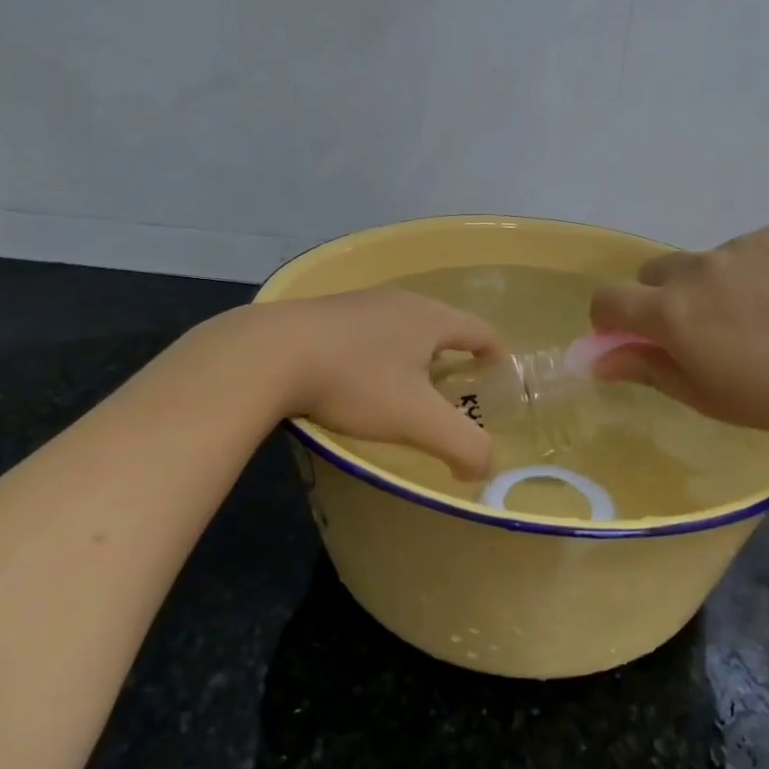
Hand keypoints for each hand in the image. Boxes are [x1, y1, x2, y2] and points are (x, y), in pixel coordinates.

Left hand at [256, 289, 501, 477]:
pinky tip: (360, 376)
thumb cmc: (356, 381)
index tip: (498, 372)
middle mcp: (399, 301)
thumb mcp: (417, 420)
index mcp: (430, 318)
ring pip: (401, 325)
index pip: (479, 329)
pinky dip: (378, 351)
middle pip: (441, 323)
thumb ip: (462, 445)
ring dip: (413, 351)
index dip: (494, 352)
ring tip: (408, 384)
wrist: (270, 354)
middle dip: (453, 353)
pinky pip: (368, 330)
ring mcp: (359, 303)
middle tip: (455, 386)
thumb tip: (484, 468)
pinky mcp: (325, 313)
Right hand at [588, 224, 768, 438]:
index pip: (608, 299)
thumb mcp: (707, 396)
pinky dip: (756, 271)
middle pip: (654, 273)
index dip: (609, 318)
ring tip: (764, 318)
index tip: (629, 337)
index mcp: (672, 312)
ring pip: (706, 262)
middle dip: (662, 299)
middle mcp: (698, 268)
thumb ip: (647, 369)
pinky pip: (750, 249)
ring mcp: (741, 244)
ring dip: (714, 285)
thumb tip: (598, 360)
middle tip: (704, 332)